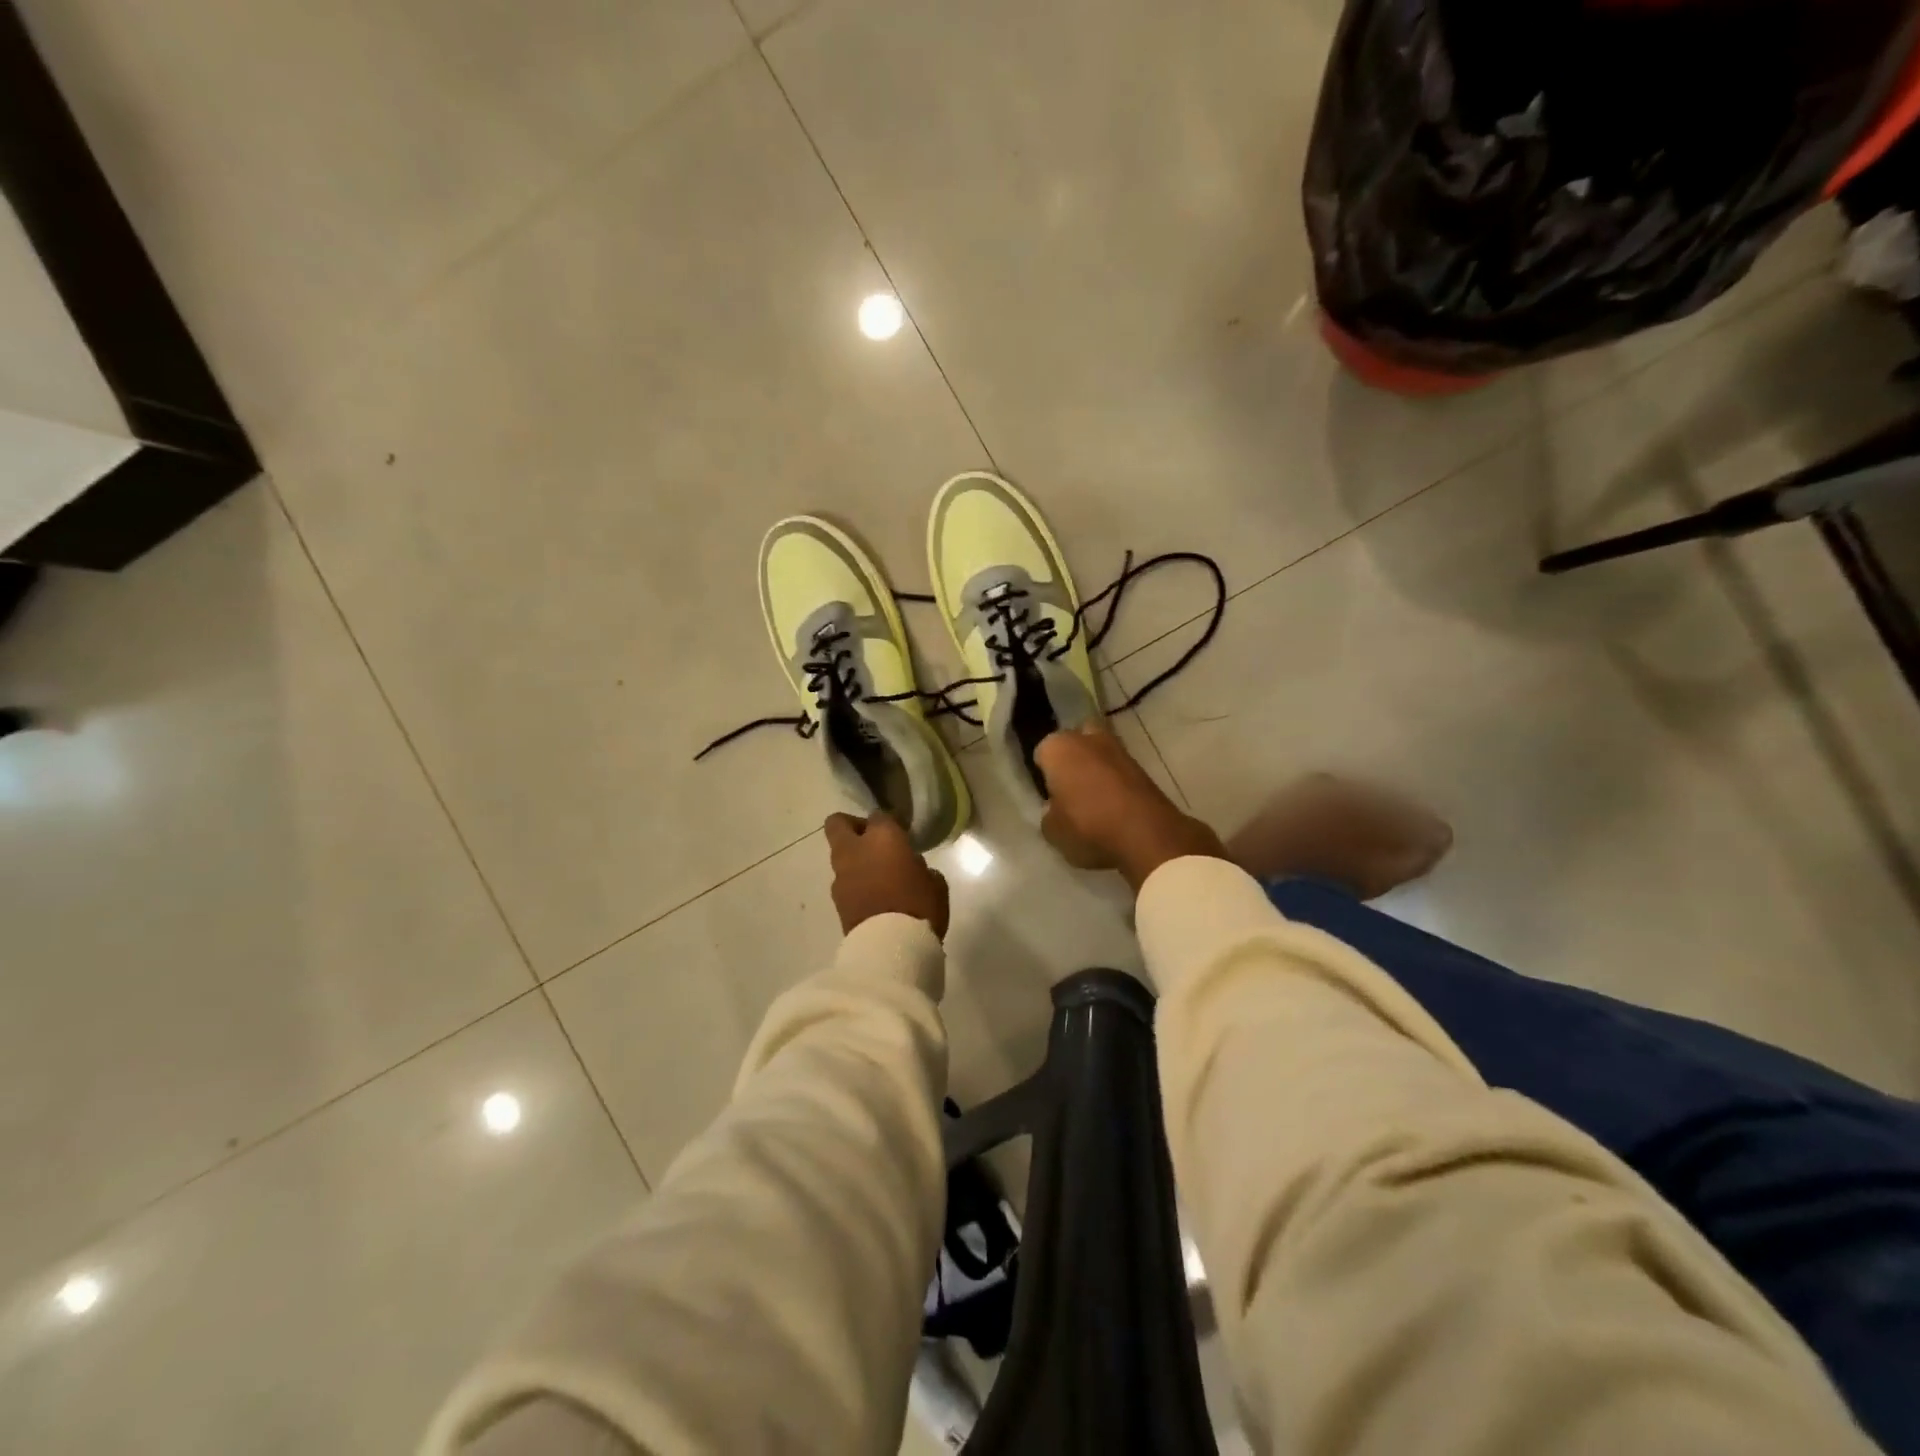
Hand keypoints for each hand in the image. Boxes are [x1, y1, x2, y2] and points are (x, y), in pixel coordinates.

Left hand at [825, 812, 950, 937]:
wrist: (890, 948)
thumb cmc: (919, 907)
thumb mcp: (935, 883)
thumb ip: (920, 867)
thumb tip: (911, 867)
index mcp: (883, 837)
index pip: (880, 816)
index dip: (890, 823)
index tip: (902, 833)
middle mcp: (855, 850)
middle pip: (839, 823)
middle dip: (852, 826)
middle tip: (873, 841)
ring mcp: (841, 875)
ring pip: (840, 854)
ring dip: (854, 859)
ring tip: (876, 875)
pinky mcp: (836, 900)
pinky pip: (843, 881)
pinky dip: (854, 882)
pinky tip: (872, 896)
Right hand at [1035, 724, 1226, 891]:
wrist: (1146, 833)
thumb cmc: (1088, 825)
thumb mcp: (1052, 831)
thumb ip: (1048, 814)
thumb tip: (1055, 808)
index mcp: (1058, 748)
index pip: (1042, 753)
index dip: (1043, 773)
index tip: (1047, 792)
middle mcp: (1086, 739)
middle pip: (1074, 741)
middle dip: (1072, 758)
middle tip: (1069, 787)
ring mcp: (1118, 749)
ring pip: (1099, 752)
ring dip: (1095, 767)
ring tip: (1092, 798)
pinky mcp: (1142, 766)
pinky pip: (1118, 769)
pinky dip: (1115, 781)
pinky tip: (1113, 804)